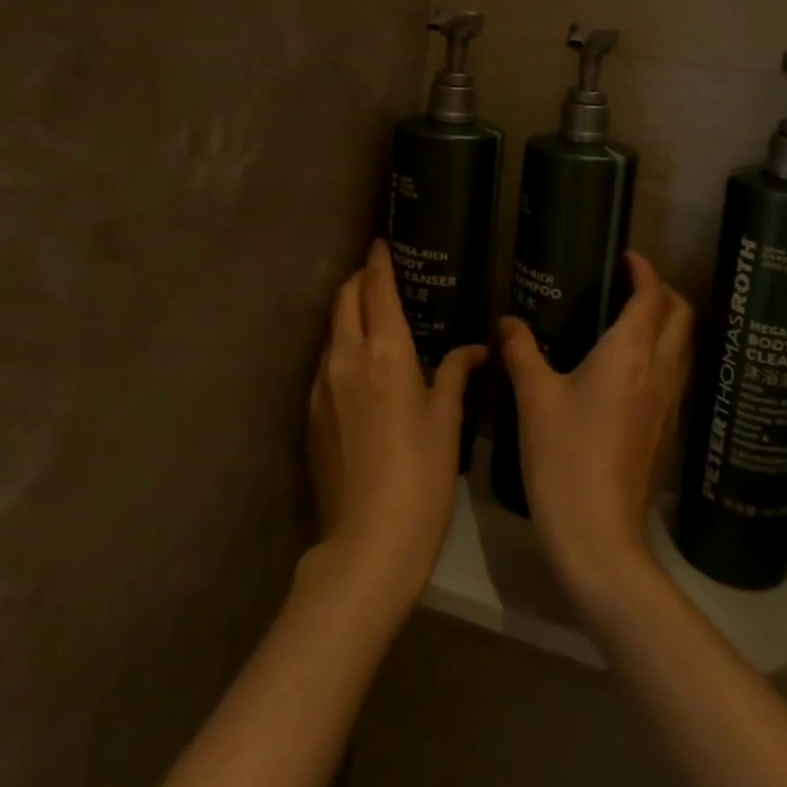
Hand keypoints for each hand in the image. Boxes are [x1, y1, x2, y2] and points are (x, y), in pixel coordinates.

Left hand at [307, 240, 483, 608]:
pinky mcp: (311, 413)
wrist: (367, 544)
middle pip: (344, 299)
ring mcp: (322, 386)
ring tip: (374, 317)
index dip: (379, 261)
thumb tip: (476, 349)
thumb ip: (457, 374)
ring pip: (332, 329)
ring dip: (348, 312)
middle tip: (381, 275)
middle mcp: (346, 358)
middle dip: (360, 279)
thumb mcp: (447, 421)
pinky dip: (342, 346)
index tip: (382, 242)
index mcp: (385, 353)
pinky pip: (326, 361)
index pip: (376, 289)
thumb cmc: (421, 476)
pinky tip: (361, 366)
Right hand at [500, 251, 692, 613]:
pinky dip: (665, 352)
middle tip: (632, 284)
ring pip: (684, 346)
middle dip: (665, 291)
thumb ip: (521, 352)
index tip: (628, 257)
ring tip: (634, 318)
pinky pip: (677, 373)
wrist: (599, 537)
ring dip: (670, 322)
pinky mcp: (667, 429)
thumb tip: (507, 321)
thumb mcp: (534, 399)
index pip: (651, 297)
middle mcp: (658, 371)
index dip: (645, 271)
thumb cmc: (564, 457)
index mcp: (629, 353)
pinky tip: (633, 367)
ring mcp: (668, 403)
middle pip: (681, 316)